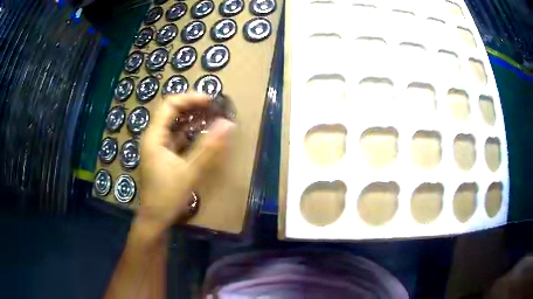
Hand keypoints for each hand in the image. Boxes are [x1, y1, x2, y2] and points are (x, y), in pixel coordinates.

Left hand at [134, 92, 233, 239]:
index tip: (211, 101)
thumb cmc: (167, 196)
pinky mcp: (163, 155)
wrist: (155, 219)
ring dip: (192, 118)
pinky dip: (190, 132)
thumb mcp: (189, 172)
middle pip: (171, 111)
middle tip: (214, 107)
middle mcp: (153, 137)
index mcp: (154, 136)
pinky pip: (176, 136)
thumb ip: (209, 148)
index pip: (170, 105)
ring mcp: (157, 146)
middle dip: (192, 106)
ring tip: (212, 116)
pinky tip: (203, 134)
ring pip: (174, 124)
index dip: (190, 98)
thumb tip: (227, 124)